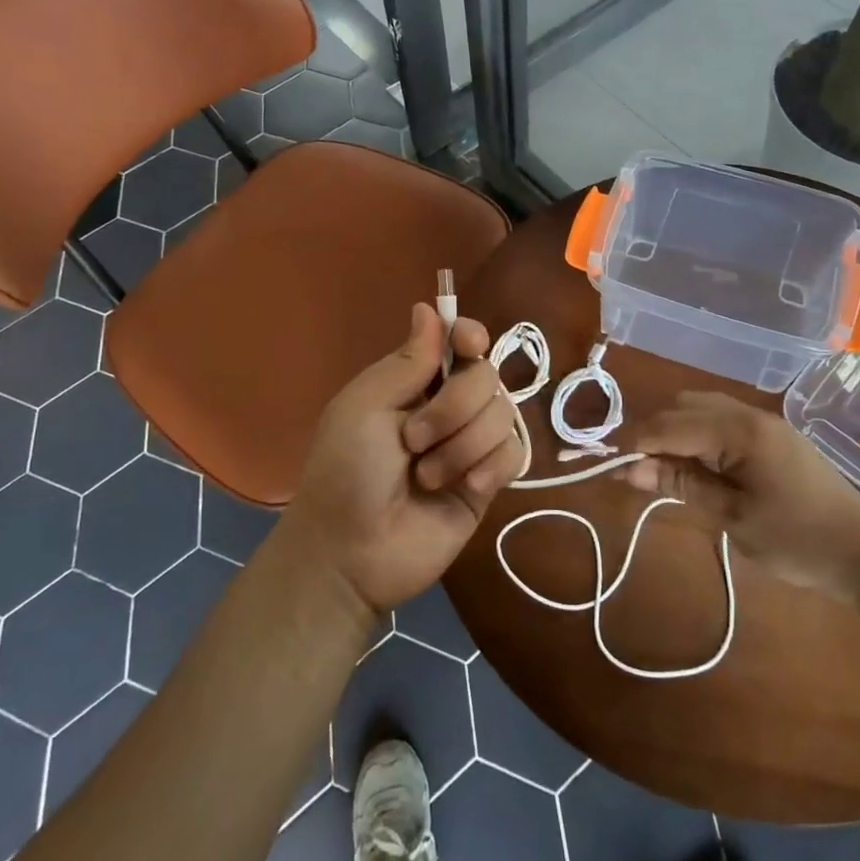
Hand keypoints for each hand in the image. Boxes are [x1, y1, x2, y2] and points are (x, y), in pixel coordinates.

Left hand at [282, 303, 522, 615]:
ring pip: (503, 414)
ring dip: (462, 445)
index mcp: (415, 381)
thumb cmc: (346, 471)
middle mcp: (448, 406)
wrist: (352, 553)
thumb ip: (407, 360)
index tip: (468, 345)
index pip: (460, 341)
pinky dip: (486, 468)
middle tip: (413, 440)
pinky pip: (512, 453)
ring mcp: (470, 443)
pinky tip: (462, 489)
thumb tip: (428, 307)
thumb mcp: (365, 406)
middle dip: (453, 407)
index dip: (470, 336)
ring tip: (427, 476)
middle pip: (487, 376)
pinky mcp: (489, 481)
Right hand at [623, 392, 859, 601]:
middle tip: (636, 470)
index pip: (672, 425)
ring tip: (662, 469)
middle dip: (654, 432)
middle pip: (684, 406)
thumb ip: (680, 485)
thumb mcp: (733, 517)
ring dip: (675, 431)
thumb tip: (628, 468)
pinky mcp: (772, 435)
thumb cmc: (799, 541)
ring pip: (702, 408)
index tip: (607, 462)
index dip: (636, 441)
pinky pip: (722, 420)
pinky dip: (698, 435)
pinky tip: (696, 465)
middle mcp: (750, 414)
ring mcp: (764, 422)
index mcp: (740, 431)